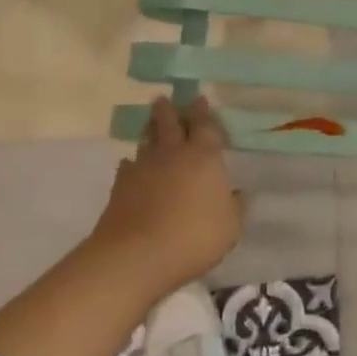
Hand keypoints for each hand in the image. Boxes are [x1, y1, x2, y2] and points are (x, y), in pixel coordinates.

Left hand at [93, 96, 242, 301]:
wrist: (135, 257)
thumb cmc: (193, 237)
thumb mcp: (230, 227)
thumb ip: (235, 207)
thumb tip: (236, 193)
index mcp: (204, 157)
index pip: (205, 125)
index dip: (203, 111)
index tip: (199, 98)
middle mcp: (173, 154)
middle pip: (170, 123)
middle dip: (169, 110)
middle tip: (165, 99)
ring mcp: (143, 168)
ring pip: (147, 140)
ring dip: (150, 129)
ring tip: (150, 122)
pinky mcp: (120, 187)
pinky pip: (128, 166)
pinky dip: (132, 163)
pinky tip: (132, 166)